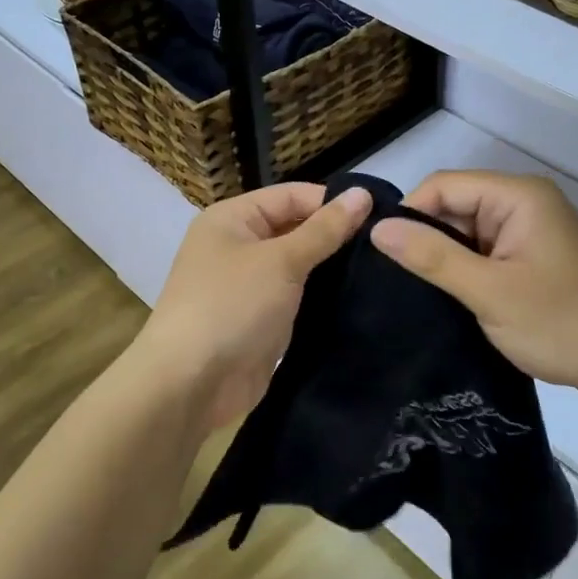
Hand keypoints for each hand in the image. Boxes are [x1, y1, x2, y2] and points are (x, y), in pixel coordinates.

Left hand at [135, 182, 371, 429]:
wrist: (191, 384)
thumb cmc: (232, 306)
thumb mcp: (281, 261)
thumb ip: (324, 229)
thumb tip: (362, 194)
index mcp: (232, 219)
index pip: (291, 196)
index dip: (332, 203)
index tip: (379, 216)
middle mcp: (238, 247)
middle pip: (295, 229)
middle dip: (335, 236)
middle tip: (386, 245)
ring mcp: (249, 286)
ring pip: (299, 266)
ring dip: (332, 269)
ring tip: (382, 270)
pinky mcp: (260, 320)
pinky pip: (296, 298)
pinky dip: (322, 297)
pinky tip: (359, 298)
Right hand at [370, 170, 577, 400]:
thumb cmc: (561, 323)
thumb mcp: (488, 291)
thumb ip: (432, 256)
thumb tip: (377, 229)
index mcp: (518, 195)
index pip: (443, 185)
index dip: (410, 214)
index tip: (384, 256)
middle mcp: (525, 203)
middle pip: (456, 206)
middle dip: (427, 238)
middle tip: (396, 281)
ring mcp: (532, 231)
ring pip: (468, 232)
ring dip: (447, 259)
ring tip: (417, 291)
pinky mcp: (534, 257)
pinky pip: (486, 252)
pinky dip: (467, 271)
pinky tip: (449, 297)